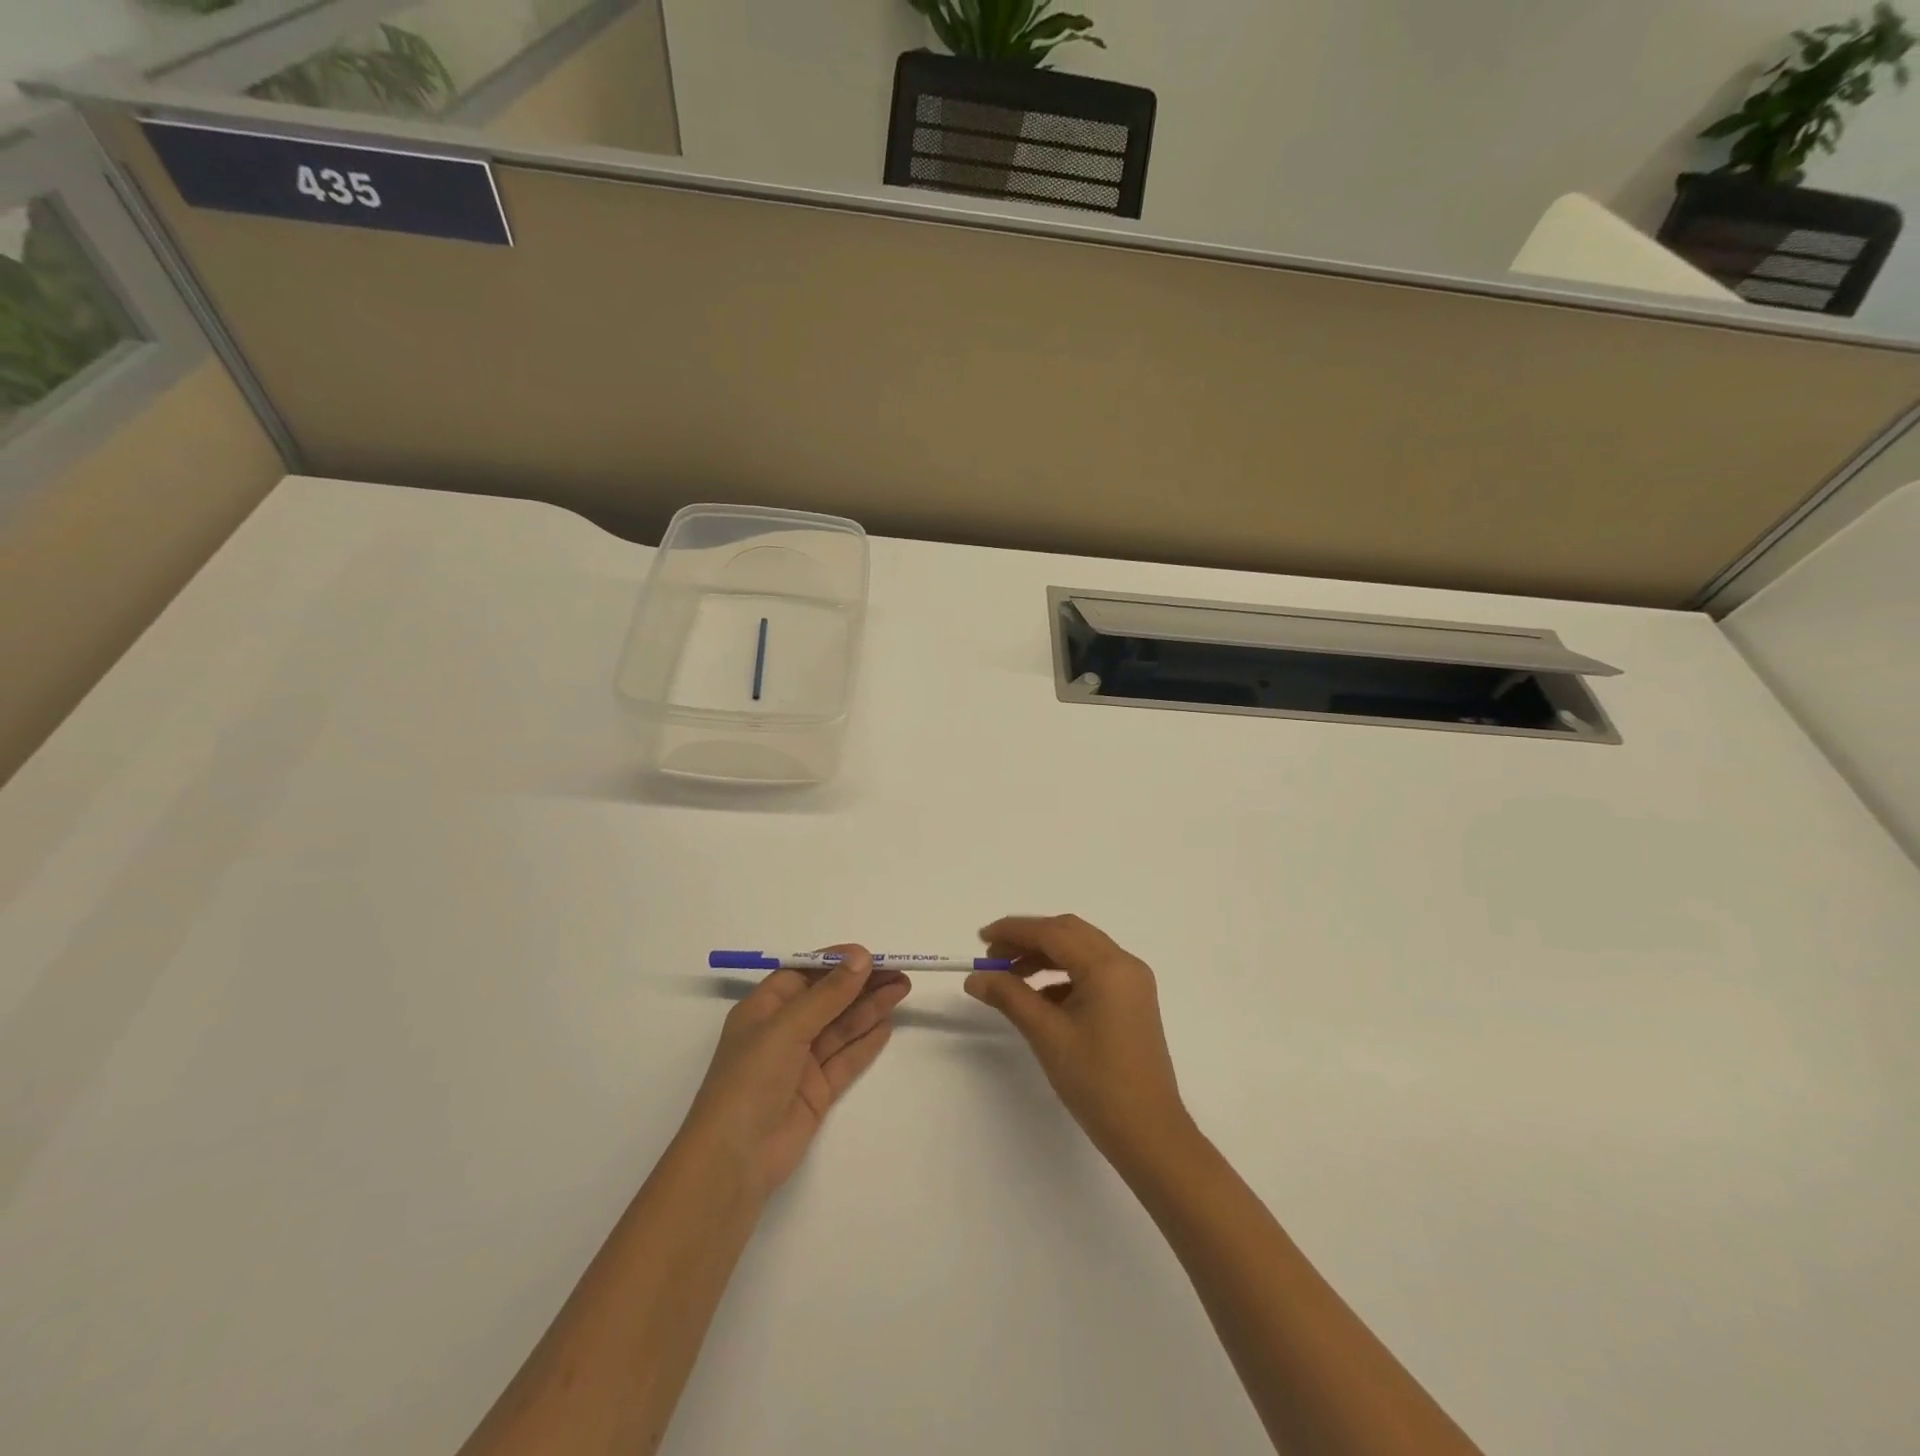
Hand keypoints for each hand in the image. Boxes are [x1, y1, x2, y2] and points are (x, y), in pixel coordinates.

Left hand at [682, 946, 909, 1198]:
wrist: (734, 1160)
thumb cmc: (750, 1080)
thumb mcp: (787, 1028)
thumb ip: (828, 994)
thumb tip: (861, 957)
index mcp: (764, 1008)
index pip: (805, 973)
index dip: (837, 962)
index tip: (872, 956)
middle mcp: (783, 1031)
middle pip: (828, 998)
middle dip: (862, 984)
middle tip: (900, 972)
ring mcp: (800, 1062)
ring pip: (841, 1026)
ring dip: (870, 1007)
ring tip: (902, 990)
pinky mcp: (817, 1091)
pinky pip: (846, 1058)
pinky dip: (866, 1041)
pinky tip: (888, 1024)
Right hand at [964, 915, 1191, 1167]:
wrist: (1148, 1133)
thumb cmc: (1097, 1082)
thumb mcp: (1047, 1035)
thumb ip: (1009, 997)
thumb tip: (975, 977)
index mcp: (1108, 966)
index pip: (1053, 932)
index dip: (1014, 930)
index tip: (980, 938)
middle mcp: (1125, 964)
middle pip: (1069, 933)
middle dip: (1028, 939)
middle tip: (993, 955)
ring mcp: (1132, 982)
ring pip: (1080, 951)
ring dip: (1044, 957)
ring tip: (1009, 976)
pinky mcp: (1131, 1001)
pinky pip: (1092, 972)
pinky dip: (1062, 976)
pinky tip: (1038, 997)